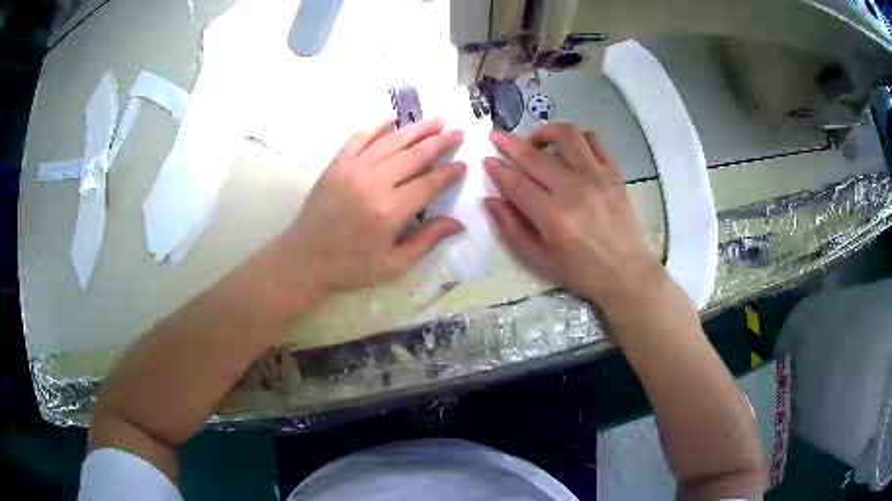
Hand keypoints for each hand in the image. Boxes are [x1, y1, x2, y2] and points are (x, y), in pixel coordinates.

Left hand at [273, 119, 465, 300]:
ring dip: (416, 130)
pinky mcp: (336, 165)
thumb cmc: (350, 267)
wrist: (304, 259)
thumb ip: (426, 241)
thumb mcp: (393, 265)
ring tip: (435, 122)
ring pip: (390, 142)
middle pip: (413, 156)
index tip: (463, 164)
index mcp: (390, 211)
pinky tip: (392, 117)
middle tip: (458, 132)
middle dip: (439, 143)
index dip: (448, 173)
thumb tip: (458, 223)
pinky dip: (376, 126)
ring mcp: (352, 170)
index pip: (428, 184)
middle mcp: (373, 183)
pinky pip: (359, 138)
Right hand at [484, 123, 663, 310]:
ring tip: (536, 142)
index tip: (486, 160)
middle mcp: (574, 189)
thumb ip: (511, 229)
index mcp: (553, 216)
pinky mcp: (613, 172)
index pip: (516, 183)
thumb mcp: (539, 260)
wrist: (625, 271)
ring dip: (545, 132)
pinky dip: (576, 137)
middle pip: (534, 156)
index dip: (497, 170)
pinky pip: (593, 140)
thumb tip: (490, 200)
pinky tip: (567, 148)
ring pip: (566, 136)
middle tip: (497, 137)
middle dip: (509, 143)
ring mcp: (597, 176)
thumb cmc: (580, 271)